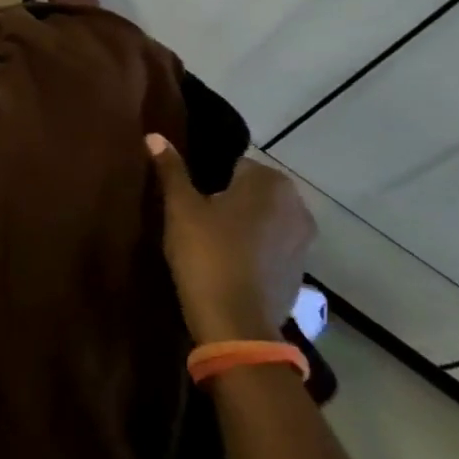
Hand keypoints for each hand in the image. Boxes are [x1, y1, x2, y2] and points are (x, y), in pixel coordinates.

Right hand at [146, 137, 312, 345]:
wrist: (235, 322)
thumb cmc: (206, 253)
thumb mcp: (180, 208)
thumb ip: (171, 170)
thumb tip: (155, 135)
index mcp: (270, 183)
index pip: (234, 165)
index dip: (208, 181)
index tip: (190, 201)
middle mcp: (297, 205)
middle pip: (252, 192)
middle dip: (228, 201)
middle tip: (196, 221)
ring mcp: (304, 241)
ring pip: (264, 220)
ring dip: (243, 226)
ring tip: (210, 244)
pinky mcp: (300, 271)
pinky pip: (272, 247)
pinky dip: (254, 250)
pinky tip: (228, 265)